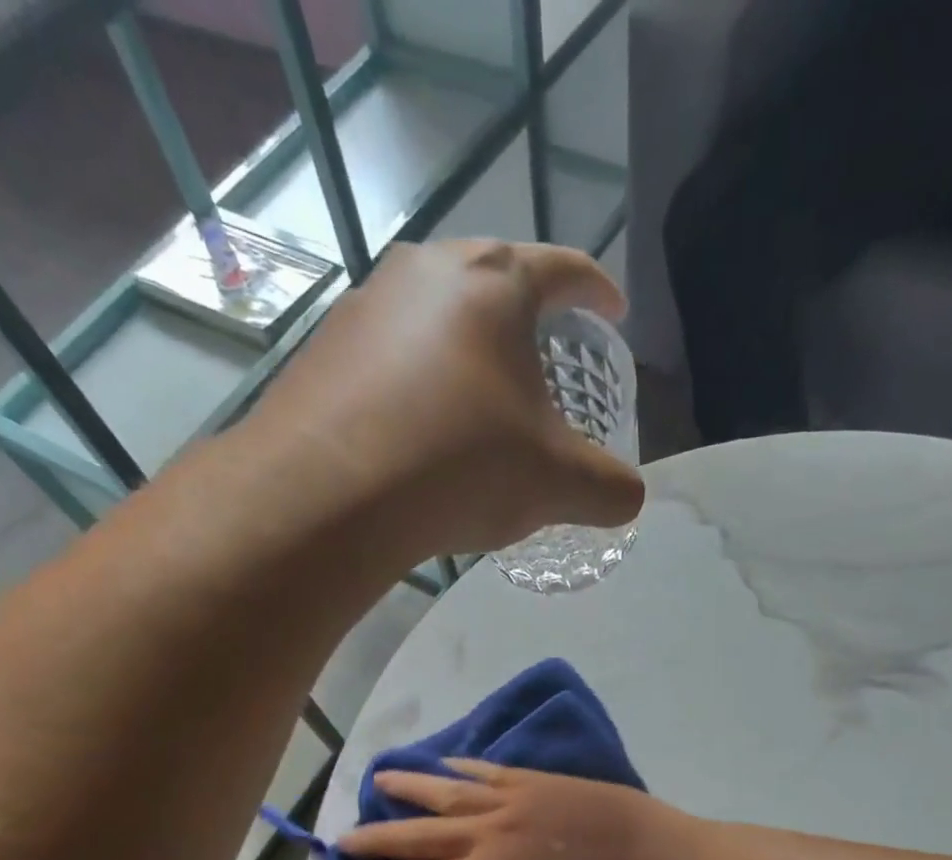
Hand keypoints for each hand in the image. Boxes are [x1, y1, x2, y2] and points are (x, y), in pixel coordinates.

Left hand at [240, 240, 643, 559]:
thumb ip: (609, 488)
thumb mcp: (558, 484)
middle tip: (543, 371)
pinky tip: (416, 436)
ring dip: (465, 359)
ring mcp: (365, 307)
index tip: (612, 313)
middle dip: (526, 327)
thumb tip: (629, 498)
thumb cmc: (461, 467)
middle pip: (495, 287)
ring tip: (477, 412)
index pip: (566, 270)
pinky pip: (389, 359)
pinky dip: (415, 388)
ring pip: (436, 323)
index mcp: (495, 283)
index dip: (598, 293)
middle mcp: (426, 272)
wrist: (327, 497)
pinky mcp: (322, 351)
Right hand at [340, 760, 687, 859]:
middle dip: (376, 837)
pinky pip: (488, 771)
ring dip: (407, 788)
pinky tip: (444, 764)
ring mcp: (512, 803)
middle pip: (417, 835)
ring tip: (376, 781)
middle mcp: (485, 837)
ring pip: (445, 793)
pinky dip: (459, 768)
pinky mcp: (540, 782)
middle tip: (343, 835)